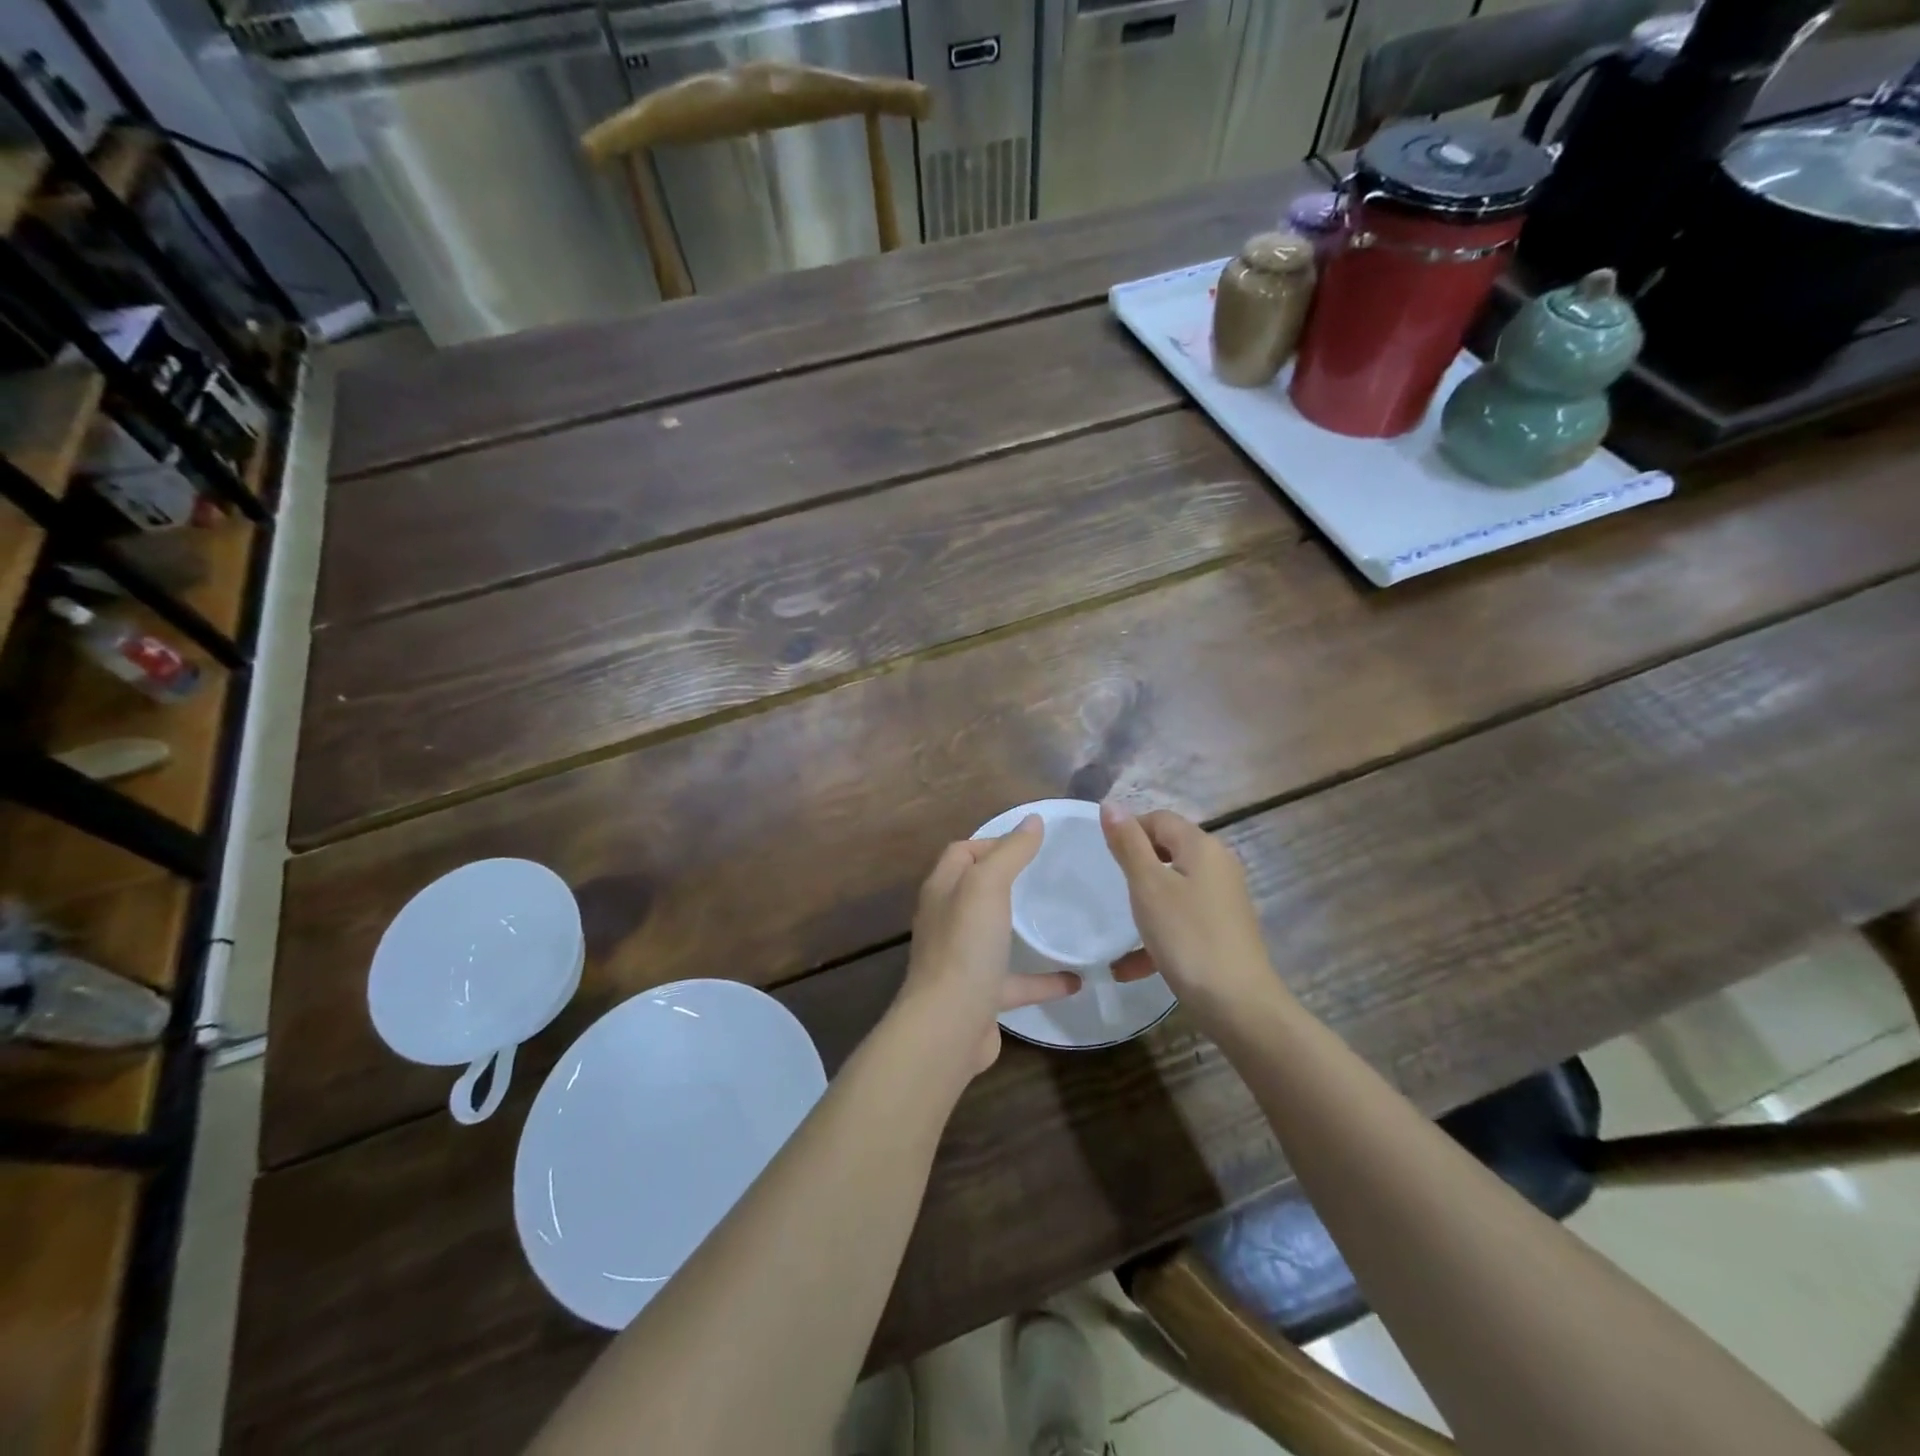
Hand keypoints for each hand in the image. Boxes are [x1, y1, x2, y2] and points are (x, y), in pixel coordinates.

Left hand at [895, 816, 1081, 1075]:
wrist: (949, 1027)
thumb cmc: (965, 946)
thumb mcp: (987, 885)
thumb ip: (1010, 852)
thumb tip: (1032, 820)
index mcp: (943, 890)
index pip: (961, 852)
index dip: (991, 841)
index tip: (1029, 843)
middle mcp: (947, 922)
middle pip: (975, 891)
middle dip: (1006, 880)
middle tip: (1046, 875)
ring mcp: (962, 960)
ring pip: (994, 936)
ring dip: (1022, 929)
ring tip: (1058, 920)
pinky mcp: (981, 996)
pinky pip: (1015, 981)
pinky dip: (1043, 979)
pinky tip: (1076, 979)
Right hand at [1100, 805, 1279, 1018]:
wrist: (1238, 1004)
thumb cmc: (1187, 936)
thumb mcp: (1148, 886)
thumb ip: (1128, 844)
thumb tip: (1110, 804)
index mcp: (1202, 847)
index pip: (1160, 819)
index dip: (1130, 829)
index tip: (1104, 857)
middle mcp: (1218, 866)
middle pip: (1169, 851)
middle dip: (1136, 867)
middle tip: (1110, 888)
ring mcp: (1223, 899)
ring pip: (1173, 888)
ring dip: (1143, 905)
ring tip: (1117, 928)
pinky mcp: (1223, 930)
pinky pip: (1182, 919)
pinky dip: (1158, 933)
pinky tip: (1129, 967)